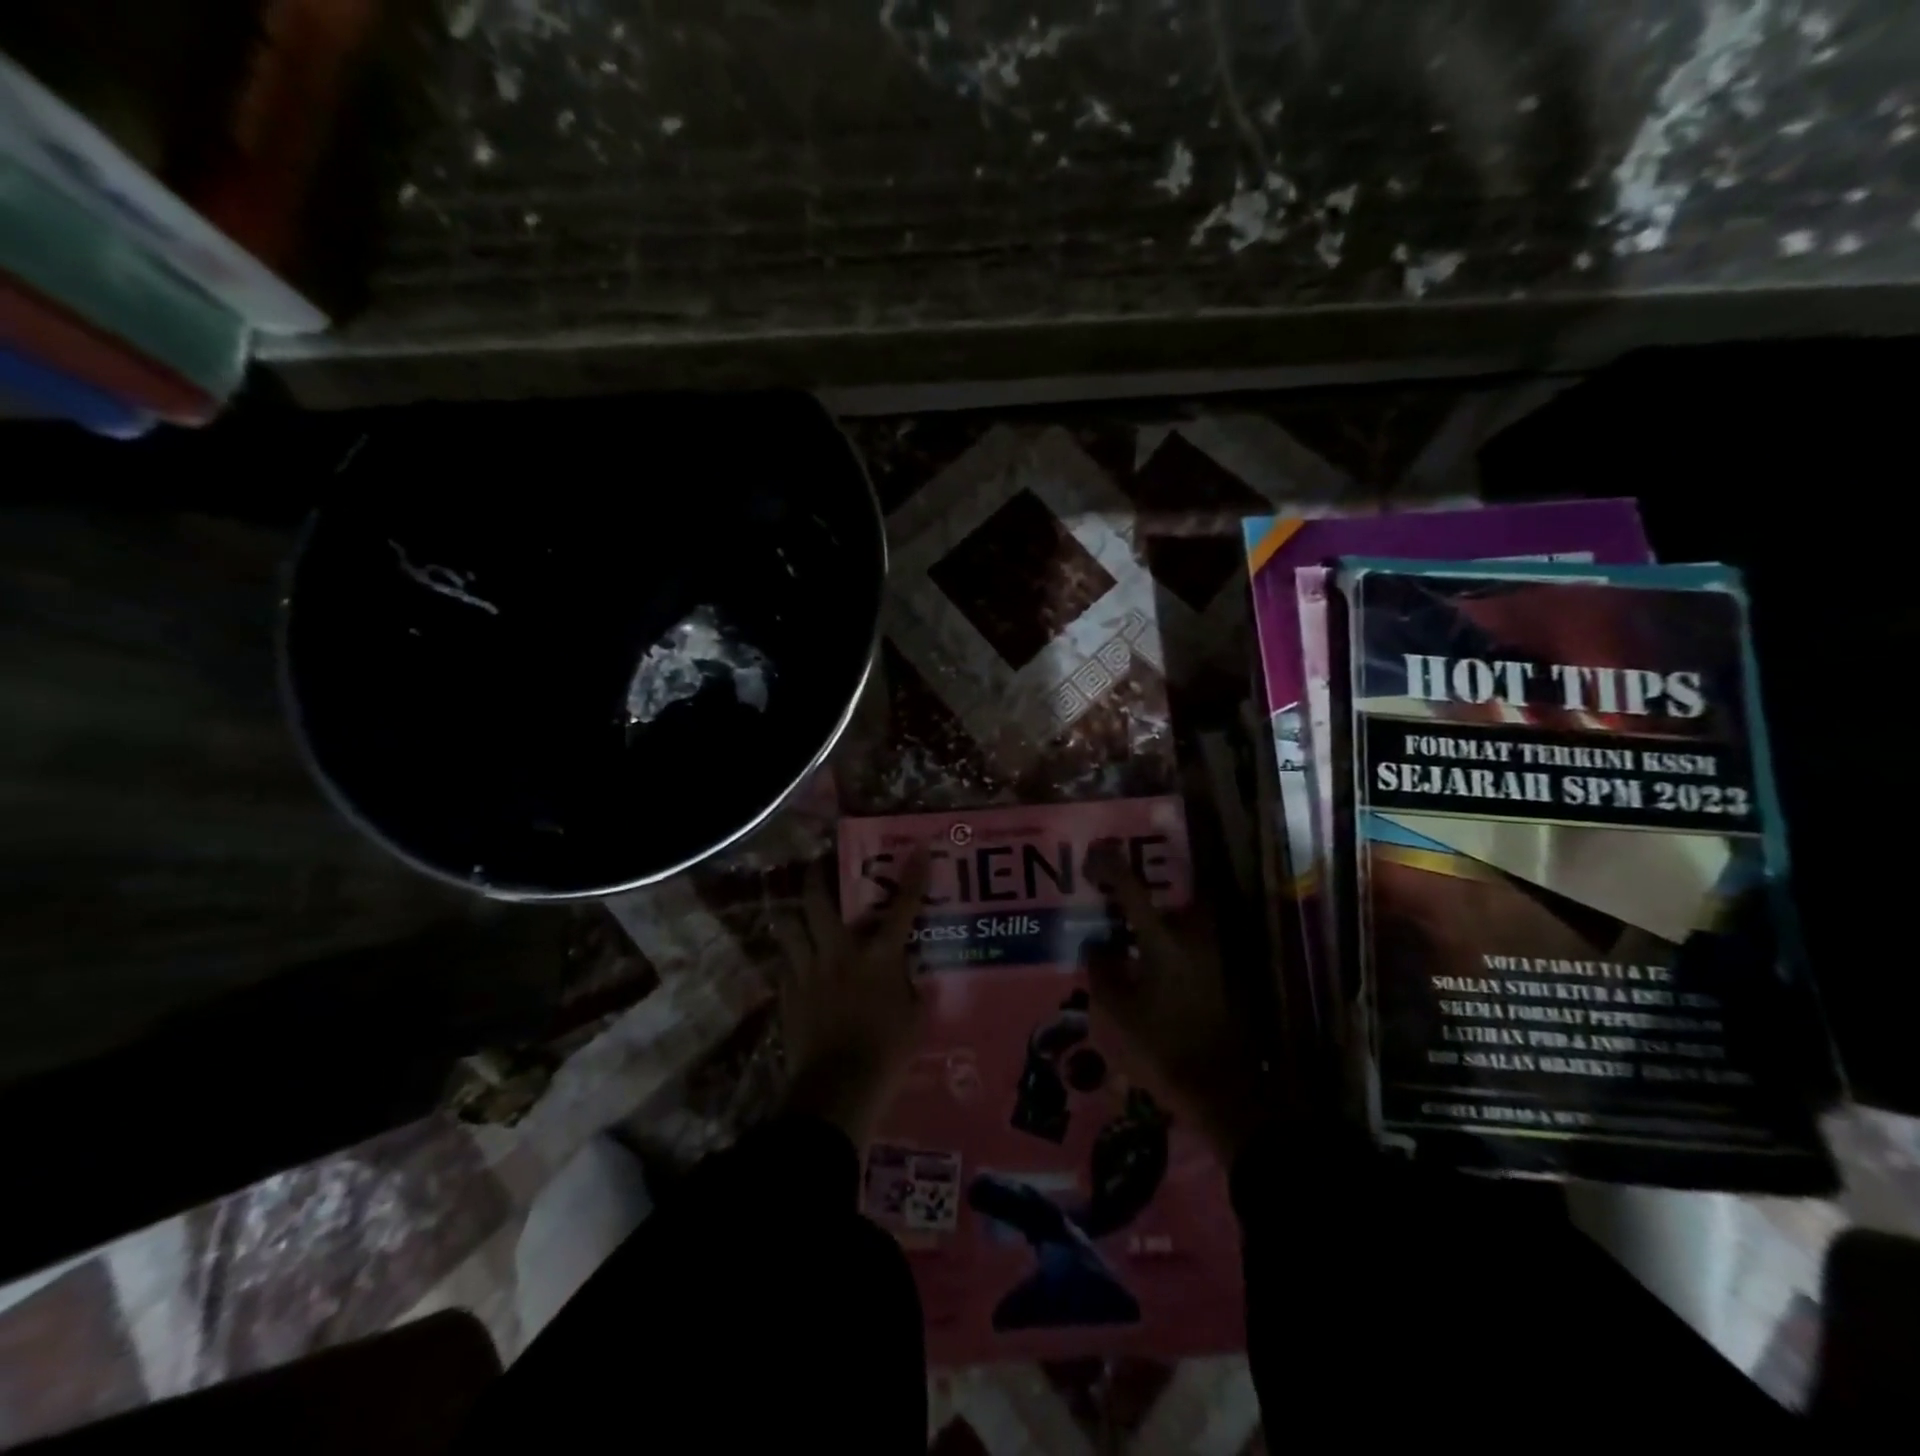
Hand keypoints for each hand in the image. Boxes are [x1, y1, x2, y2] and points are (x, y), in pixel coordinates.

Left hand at [777, 852, 928, 1146]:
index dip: (913, 878)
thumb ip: (911, 990)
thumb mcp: (914, 1020)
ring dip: (792, 915)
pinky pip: (784, 965)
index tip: (919, 850)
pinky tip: (794, 963)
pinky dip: (790, 958)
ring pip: (789, 928)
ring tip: (795, 910)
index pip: (902, 909)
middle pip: (818, 903)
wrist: (838, 1089)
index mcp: (878, 958)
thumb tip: (909, 977)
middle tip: (817, 865)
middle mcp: (839, 954)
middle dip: (815, 878)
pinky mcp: (788, 995)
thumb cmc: (886, 1053)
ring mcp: (808, 972)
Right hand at [1082, 842, 1266, 1163]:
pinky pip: (1190, 947)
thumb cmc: (1161, 1047)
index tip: (1092, 856)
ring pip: (1181, 924)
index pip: (1131, 888)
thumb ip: (1102, 971)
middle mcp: (1192, 938)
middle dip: (1144, 898)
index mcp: (1162, 940)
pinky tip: (1151, 970)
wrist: (1221, 1090)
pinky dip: (1169, 947)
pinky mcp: (1220, 979)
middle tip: (1117, 908)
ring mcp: (1211, 958)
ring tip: (1130, 942)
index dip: (1110, 866)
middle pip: (1166, 900)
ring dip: (1158, 924)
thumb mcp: (1115, 1013)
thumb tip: (1098, 945)